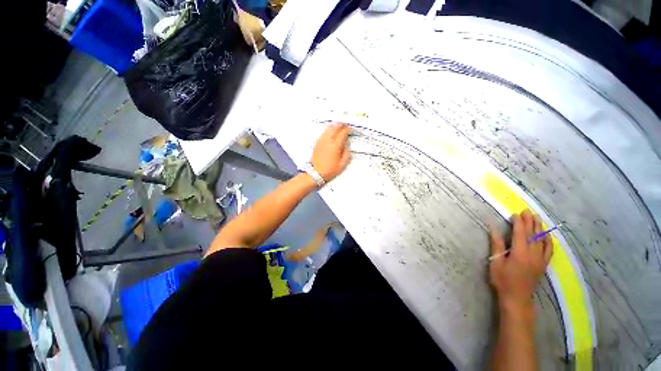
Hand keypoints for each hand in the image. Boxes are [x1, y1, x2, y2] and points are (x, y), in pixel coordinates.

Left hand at [311, 123, 350, 182]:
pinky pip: (323, 132)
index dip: (348, 130)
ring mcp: (321, 141)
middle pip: (335, 128)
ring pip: (328, 128)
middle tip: (345, 125)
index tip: (351, 130)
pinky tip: (330, 131)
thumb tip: (347, 146)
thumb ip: (346, 154)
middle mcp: (328, 141)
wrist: (315, 173)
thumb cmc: (329, 170)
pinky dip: (328, 130)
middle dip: (341, 125)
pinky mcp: (317, 143)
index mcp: (335, 146)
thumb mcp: (342, 165)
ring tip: (339, 126)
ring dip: (335, 126)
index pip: (343, 133)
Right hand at [489, 209, 552, 314]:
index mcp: (520, 253)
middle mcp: (533, 254)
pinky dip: (548, 240)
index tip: (515, 214)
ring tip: (537, 217)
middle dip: (530, 221)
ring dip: (539, 228)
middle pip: (532, 234)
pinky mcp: (544, 265)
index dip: (518, 222)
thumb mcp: (496, 262)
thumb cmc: (502, 280)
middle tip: (527, 210)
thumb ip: (497, 244)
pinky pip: (549, 250)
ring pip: (542, 240)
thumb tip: (493, 228)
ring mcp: (540, 260)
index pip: (520, 233)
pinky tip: (547, 235)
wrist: (517, 298)